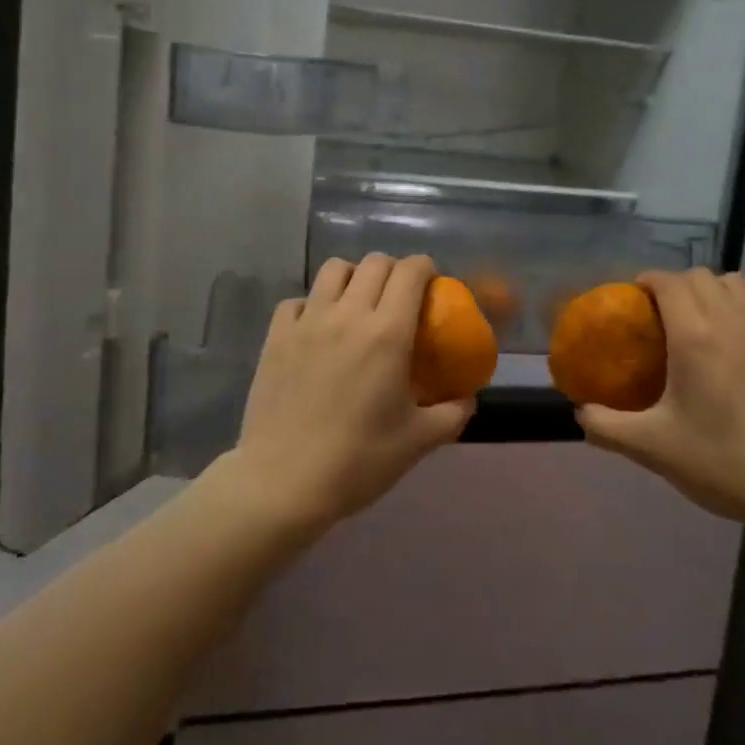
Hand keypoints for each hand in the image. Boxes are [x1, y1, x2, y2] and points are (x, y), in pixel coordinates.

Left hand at [227, 253, 474, 532]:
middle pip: (375, 262)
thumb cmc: (359, 460)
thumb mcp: (419, 441)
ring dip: (353, 277)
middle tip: (400, 298)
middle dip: (394, 270)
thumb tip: (468, 397)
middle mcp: (348, 314)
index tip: (432, 286)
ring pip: (334, 269)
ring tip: (358, 304)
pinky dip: (313, 304)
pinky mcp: (276, 336)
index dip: (426, 269)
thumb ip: (453, 413)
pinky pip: (298, 300)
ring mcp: (307, 322)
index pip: (411, 272)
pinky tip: (318, 329)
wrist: (284, 482)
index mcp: (387, 333)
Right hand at [575, 269, 744, 540]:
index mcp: (694, 336)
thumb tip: (578, 412)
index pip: (668, 281)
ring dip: (715, 292)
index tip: (632, 302)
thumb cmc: (721, 462)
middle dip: (675, 285)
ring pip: (738, 285)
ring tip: (701, 321)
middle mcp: (732, 323)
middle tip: (659, 317)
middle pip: (701, 277)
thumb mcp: (650, 448)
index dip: (646, 281)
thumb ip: (605, 427)